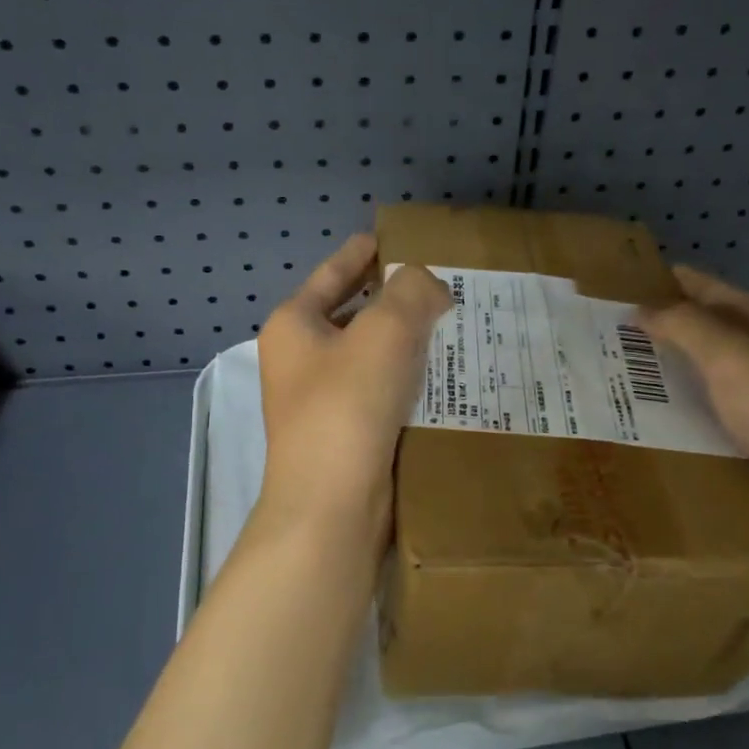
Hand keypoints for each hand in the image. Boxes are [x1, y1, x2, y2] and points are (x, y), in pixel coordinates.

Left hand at [255, 235, 450, 552]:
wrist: (330, 509)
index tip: (396, 239)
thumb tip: (428, 286)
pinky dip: (408, 378)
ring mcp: (321, 400)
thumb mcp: (385, 332)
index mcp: (294, 325)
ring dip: (407, 340)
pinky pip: (381, 390)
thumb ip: (412, 292)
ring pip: (371, 355)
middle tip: (442, 284)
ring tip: (454, 326)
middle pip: (353, 313)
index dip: (364, 252)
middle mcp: (301, 359)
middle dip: (395, 298)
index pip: (333, 273)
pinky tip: (445, 375)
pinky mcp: (346, 433)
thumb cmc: (347, 407)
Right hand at [641, 266, 748, 525]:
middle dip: (675, 324)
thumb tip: (644, 308)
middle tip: (621, 331)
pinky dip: (703, 399)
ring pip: (727, 367)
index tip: (627, 283)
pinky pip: (733, 403)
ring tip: (638, 370)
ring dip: (686, 364)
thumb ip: (686, 326)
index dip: (673, 283)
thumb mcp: (733, 359)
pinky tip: (680, 413)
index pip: (715, 289)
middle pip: (722, 326)